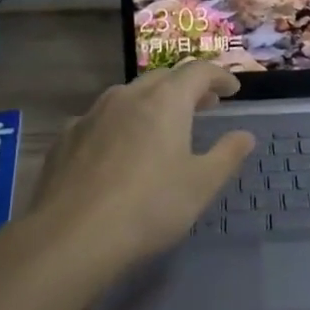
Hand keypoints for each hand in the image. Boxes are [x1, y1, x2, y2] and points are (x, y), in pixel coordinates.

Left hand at [28, 62, 254, 275]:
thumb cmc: (149, 207)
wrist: (71, 237)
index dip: (219, 76)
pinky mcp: (65, 139)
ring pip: (127, 96)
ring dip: (151, 103)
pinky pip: (99, 120)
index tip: (232, 89)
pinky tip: (117, 149)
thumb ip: (227, 155)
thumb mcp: (201, 185)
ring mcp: (90, 115)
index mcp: (165, 101)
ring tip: (162, 125)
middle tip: (204, 104)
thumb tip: (244, 136)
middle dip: (186, 87)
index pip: (198, 71)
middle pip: (162, 78)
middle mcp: (127, 97)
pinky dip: (119, 124)